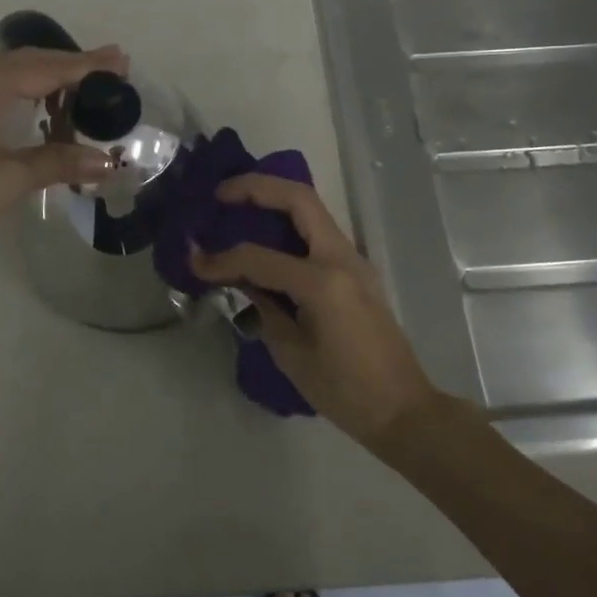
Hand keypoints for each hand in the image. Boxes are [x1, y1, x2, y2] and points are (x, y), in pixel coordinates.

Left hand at [0, 40, 128, 265]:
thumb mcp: (6, 180)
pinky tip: (1, 108)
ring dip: (26, 72)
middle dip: (62, 66)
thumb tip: (106, 161)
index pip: (45, 68)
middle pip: (20, 60)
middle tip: (102, 73)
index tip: (120, 60)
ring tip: (53, 92)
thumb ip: (56, 163)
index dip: (86, 66)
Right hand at [191, 175, 438, 443]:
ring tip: (238, 204)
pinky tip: (266, 234)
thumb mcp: (292, 353)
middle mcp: (341, 258)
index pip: (259, 257)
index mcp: (322, 282)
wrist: (403, 409)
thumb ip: (264, 307)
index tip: (194, 260)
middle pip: (299, 199)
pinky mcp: (356, 270)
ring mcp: (353, 260)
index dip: (221, 259)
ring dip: (274, 199)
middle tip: (220, 194)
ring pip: (311, 210)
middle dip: (256, 187)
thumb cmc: (344, 391)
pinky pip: (318, 232)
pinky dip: (289, 223)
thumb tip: (241, 280)